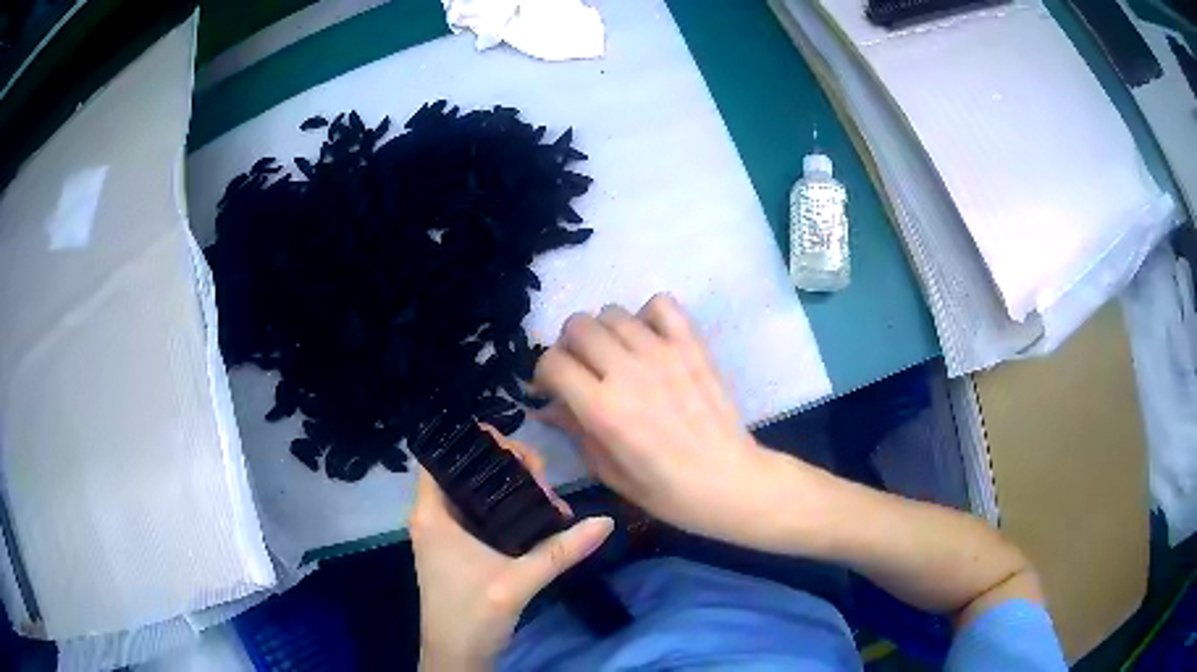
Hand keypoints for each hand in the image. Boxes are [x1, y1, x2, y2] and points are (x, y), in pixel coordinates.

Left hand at [410, 430, 613, 670]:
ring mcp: (446, 535)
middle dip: (505, 468)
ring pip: (476, 495)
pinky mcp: (459, 551)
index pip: (443, 458)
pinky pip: (481, 516)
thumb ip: (560, 551)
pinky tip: (537, 517)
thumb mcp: (518, 581)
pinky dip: (506, 511)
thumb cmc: (472, 616)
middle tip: (544, 477)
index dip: (475, 444)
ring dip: (509, 491)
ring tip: (548, 496)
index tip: (517, 449)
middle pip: (466, 473)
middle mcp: (433, 518)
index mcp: (432, 515)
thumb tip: (606, 521)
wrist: (456, 656)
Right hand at [533, 293, 789, 547]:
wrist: (729, 481)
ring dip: (604, 333)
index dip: (544, 374)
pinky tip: (649, 340)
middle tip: (582, 369)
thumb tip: (547, 405)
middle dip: (569, 346)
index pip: (552, 362)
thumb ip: (574, 431)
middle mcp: (628, 372)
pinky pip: (661, 304)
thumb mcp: (608, 472)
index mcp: (603, 410)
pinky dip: (647, 316)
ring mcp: (663, 353)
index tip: (554, 388)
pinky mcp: (692, 345)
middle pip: (577, 326)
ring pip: (612, 313)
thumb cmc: (665, 491)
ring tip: (617, 356)